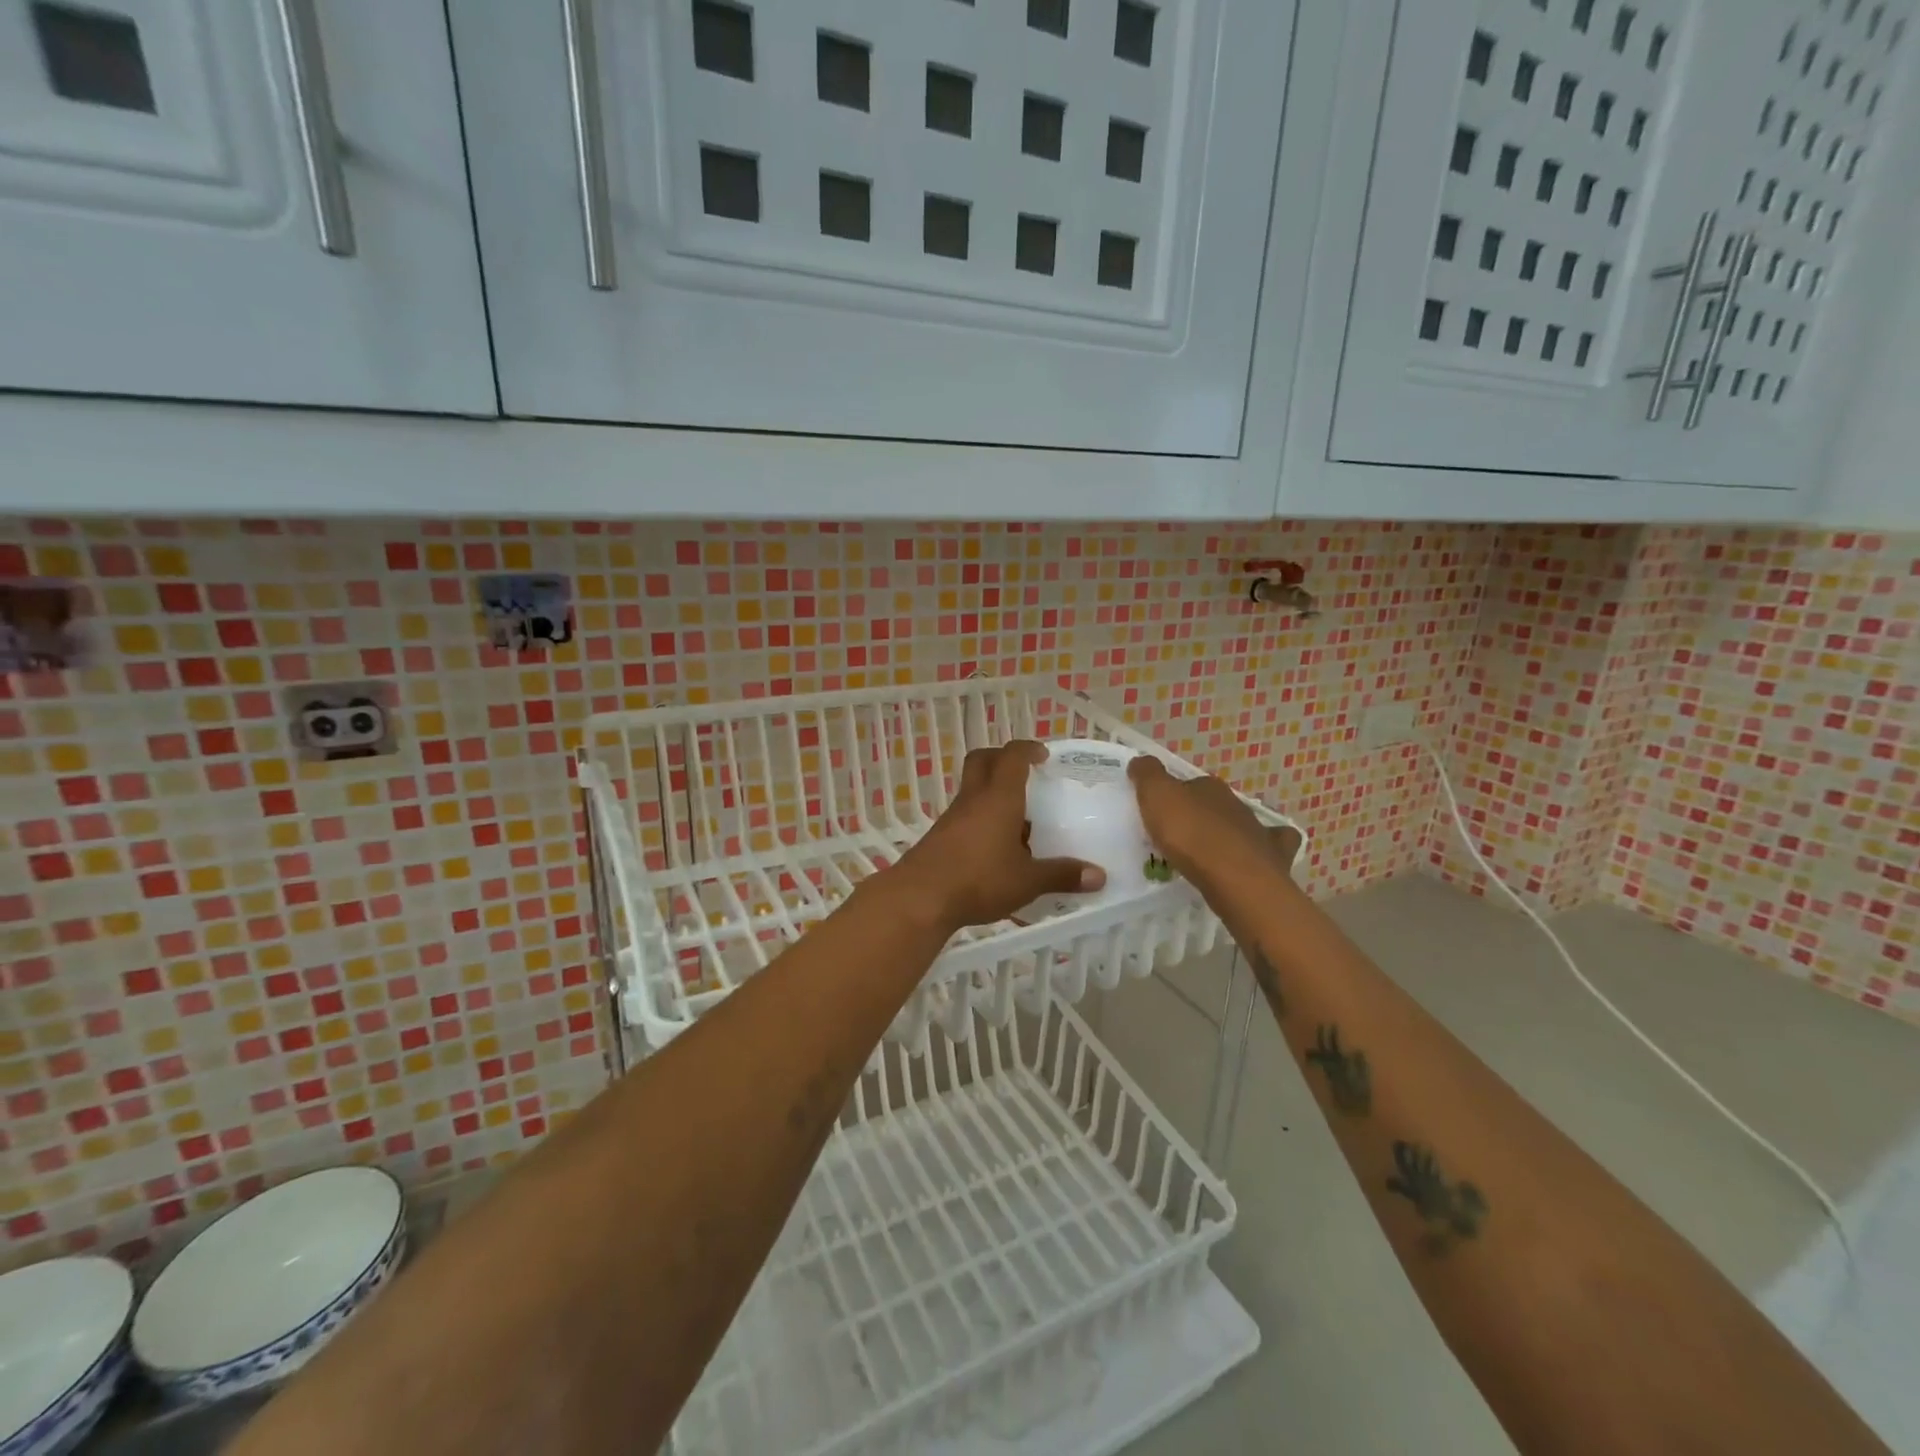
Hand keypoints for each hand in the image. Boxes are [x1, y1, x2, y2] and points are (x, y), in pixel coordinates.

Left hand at [888, 741, 1105, 932]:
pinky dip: (982, 820)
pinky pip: (965, 815)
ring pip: (972, 789)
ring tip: (1020, 820)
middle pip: (982, 761)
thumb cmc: (979, 880)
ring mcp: (952, 817)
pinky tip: (997, 849)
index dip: (1028, 749)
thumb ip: (1062, 875)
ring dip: (993, 793)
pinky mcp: (940, 837)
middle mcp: (974, 799)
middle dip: (1002, 758)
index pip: (1012, 757)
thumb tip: (1100, 876)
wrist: (920, 898)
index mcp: (999, 798)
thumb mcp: (1028, 881)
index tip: (1043, 755)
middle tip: (1025, 773)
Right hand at [1128, 757, 1280, 887]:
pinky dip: (1264, 852)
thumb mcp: (1156, 796)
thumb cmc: (1191, 834)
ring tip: (1208, 855)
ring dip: (1227, 836)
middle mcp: (1236, 805)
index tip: (1160, 812)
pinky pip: (1272, 850)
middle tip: (1179, 836)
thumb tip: (1140, 761)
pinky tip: (1251, 862)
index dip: (1175, 796)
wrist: (1235, 878)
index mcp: (1209, 787)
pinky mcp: (1273, 860)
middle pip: (1215, 806)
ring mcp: (1258, 832)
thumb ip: (1147, 775)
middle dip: (1200, 816)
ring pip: (1242, 827)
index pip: (1190, 784)